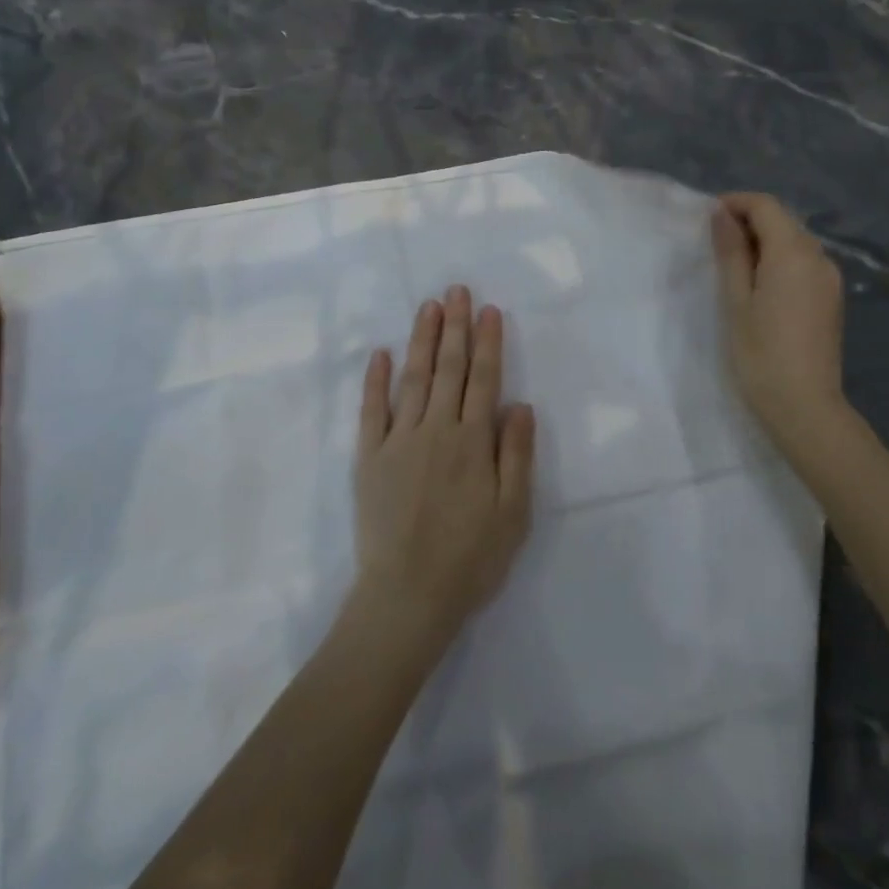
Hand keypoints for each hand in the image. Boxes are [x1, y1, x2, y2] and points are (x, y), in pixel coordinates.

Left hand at [352, 287, 535, 649]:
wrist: (407, 598)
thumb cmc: (470, 559)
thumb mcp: (513, 513)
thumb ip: (516, 454)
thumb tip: (520, 403)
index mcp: (472, 441)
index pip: (483, 379)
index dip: (487, 342)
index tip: (488, 310)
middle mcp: (435, 430)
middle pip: (448, 368)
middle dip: (454, 327)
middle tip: (455, 290)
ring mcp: (398, 441)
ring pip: (413, 378)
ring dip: (422, 340)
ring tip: (428, 307)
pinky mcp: (369, 458)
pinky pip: (371, 410)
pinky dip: (375, 380)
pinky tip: (379, 353)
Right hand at [711, 193, 849, 451]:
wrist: (804, 407)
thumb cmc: (760, 353)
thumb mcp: (736, 300)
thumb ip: (731, 252)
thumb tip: (722, 214)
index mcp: (794, 253)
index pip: (766, 206)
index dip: (736, 203)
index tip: (707, 219)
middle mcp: (819, 257)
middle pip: (783, 220)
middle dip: (749, 221)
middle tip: (714, 244)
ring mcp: (830, 278)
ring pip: (794, 242)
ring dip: (764, 242)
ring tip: (733, 267)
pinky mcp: (832, 298)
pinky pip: (804, 263)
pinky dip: (779, 261)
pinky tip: (759, 286)